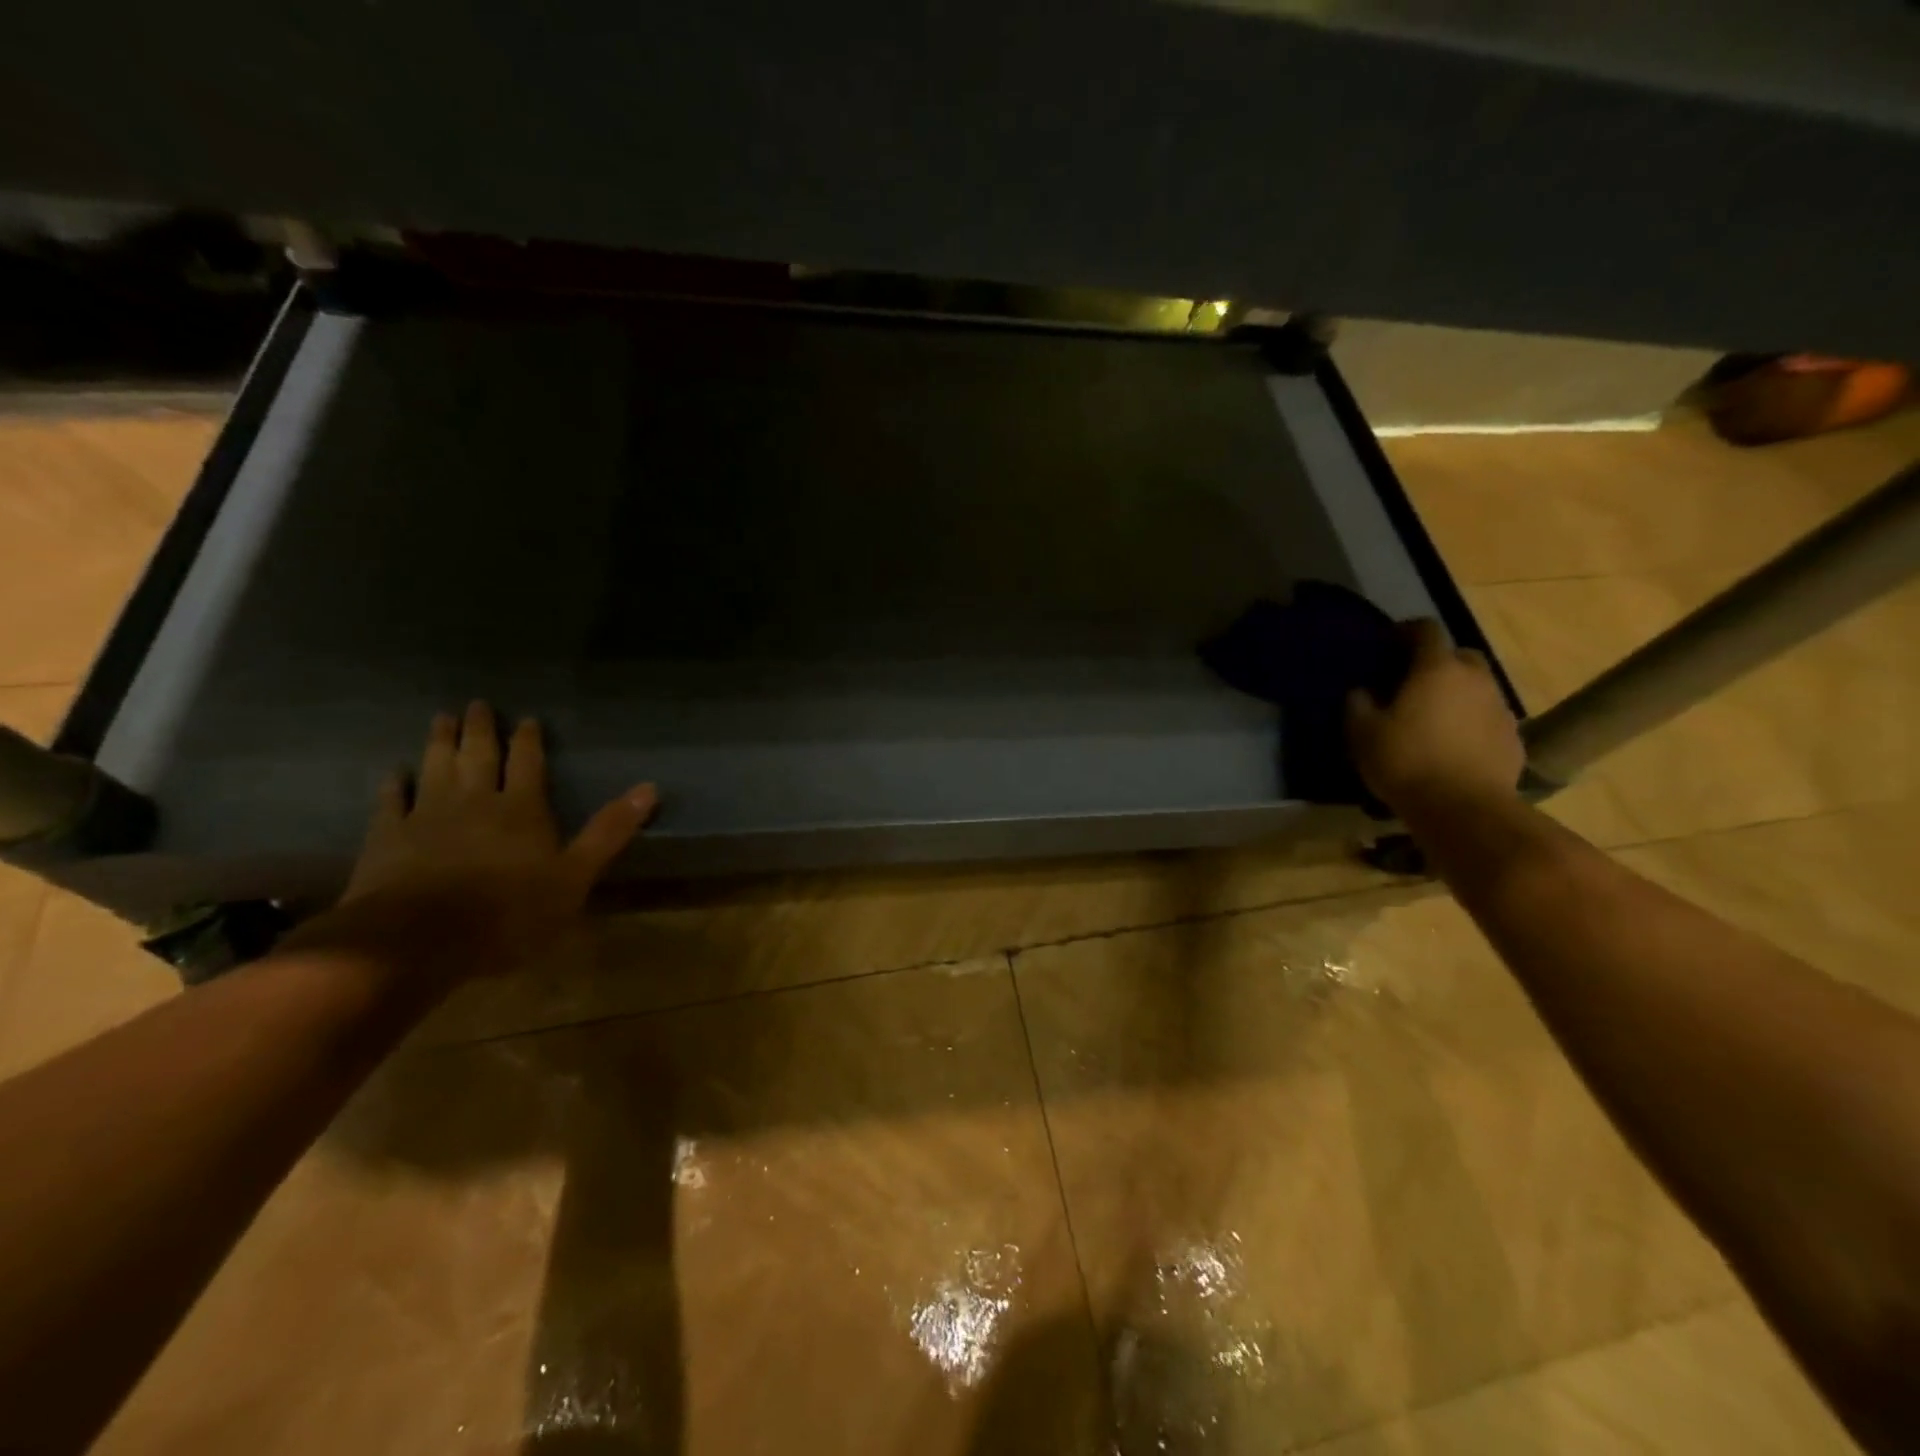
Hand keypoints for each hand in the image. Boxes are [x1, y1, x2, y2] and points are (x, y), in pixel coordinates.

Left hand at [288, 703, 656, 988]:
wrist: (417, 939)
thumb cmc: (509, 912)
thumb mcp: (575, 876)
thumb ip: (609, 831)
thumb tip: (650, 787)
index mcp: (522, 809)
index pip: (528, 763)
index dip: (529, 740)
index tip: (527, 719)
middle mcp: (475, 801)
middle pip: (479, 756)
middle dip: (481, 729)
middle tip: (477, 703)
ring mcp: (428, 815)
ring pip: (436, 767)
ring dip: (440, 742)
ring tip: (441, 718)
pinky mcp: (388, 837)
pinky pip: (391, 801)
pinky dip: (394, 783)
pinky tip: (394, 771)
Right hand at [1346, 619, 1522, 816]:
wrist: (1463, 808)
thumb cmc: (1405, 761)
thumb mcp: (1362, 732)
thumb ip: (1358, 704)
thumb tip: (1363, 691)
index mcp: (1436, 669)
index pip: (1426, 630)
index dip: (1406, 631)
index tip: (1388, 644)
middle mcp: (1475, 679)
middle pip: (1459, 655)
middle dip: (1437, 662)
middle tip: (1412, 682)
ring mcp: (1499, 708)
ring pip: (1477, 687)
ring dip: (1456, 693)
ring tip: (1432, 717)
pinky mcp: (1512, 738)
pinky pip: (1487, 717)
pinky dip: (1471, 721)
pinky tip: (1452, 745)